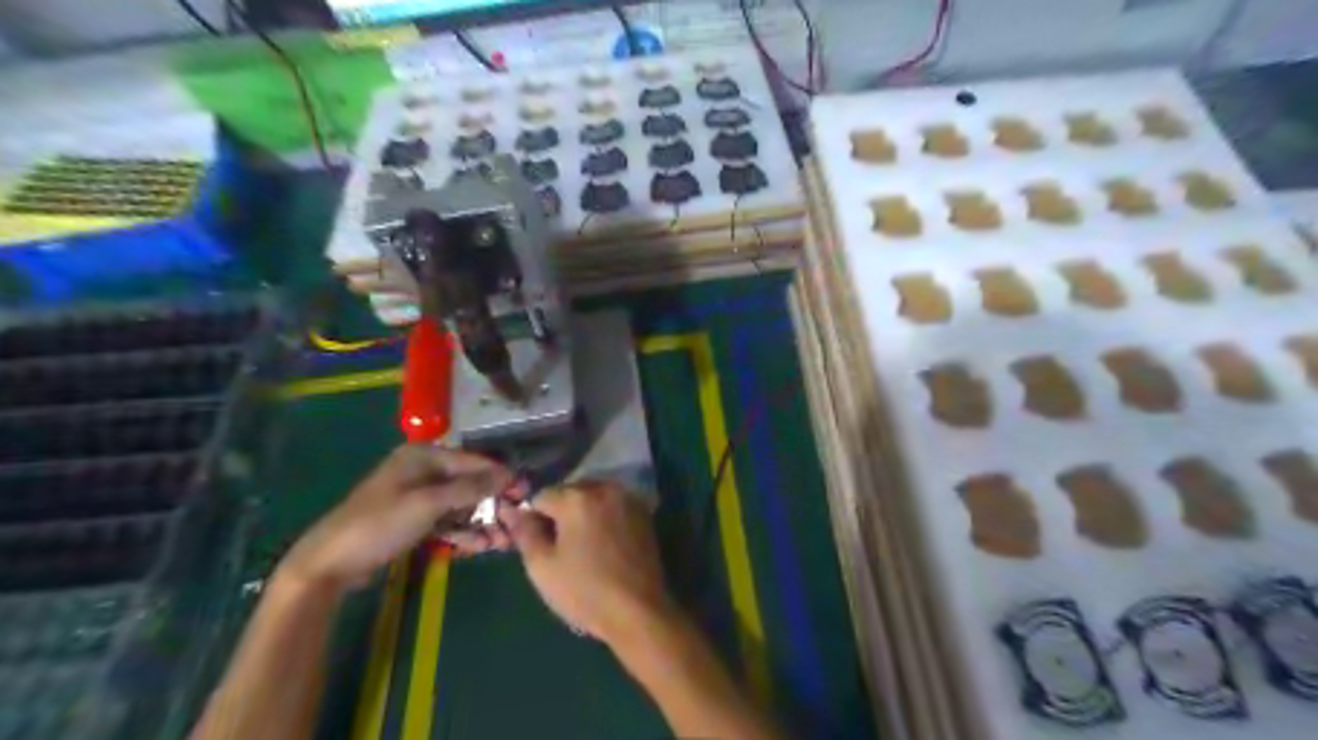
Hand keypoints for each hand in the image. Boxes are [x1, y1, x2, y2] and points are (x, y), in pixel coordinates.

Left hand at [281, 442, 525, 592]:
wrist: (330, 563)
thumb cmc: (380, 524)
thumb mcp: (428, 503)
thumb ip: (470, 488)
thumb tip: (508, 474)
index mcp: (424, 456)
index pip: (474, 461)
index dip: (501, 477)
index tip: (526, 492)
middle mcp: (424, 471)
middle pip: (470, 484)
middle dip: (493, 505)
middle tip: (514, 524)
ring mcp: (419, 496)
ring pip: (461, 505)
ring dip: (481, 522)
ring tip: (502, 542)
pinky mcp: (415, 520)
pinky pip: (448, 521)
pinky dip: (463, 532)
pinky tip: (481, 545)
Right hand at [500, 480, 671, 647]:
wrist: (638, 611)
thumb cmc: (585, 591)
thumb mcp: (542, 566)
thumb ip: (524, 532)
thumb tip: (509, 510)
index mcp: (576, 498)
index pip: (540, 497)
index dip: (533, 521)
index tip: (538, 546)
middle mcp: (604, 488)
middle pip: (569, 492)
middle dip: (560, 514)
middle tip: (560, 549)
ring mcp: (627, 499)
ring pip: (592, 497)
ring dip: (583, 514)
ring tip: (583, 548)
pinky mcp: (643, 513)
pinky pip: (612, 506)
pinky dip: (603, 518)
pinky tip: (604, 546)